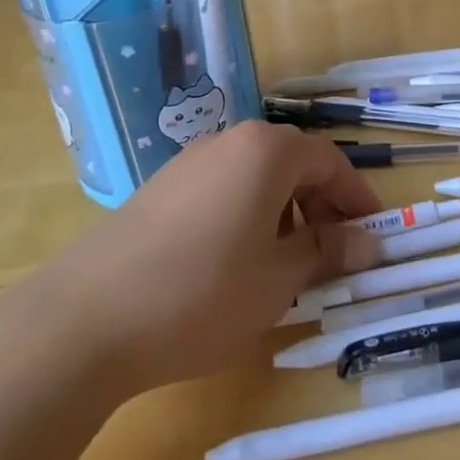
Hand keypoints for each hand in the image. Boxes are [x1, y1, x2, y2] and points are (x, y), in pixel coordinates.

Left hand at [43, 121, 382, 394]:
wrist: (88, 317)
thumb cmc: (203, 293)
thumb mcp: (278, 279)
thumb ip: (327, 252)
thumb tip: (369, 243)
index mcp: (266, 152)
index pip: (329, 161)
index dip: (356, 197)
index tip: (372, 234)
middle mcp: (230, 141)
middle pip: (292, 163)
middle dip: (321, 205)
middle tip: (333, 253)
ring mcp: (190, 161)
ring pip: (256, 176)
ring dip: (284, 211)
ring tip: (285, 263)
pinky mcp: (161, 187)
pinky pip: (223, 188)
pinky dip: (246, 214)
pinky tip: (236, 261)